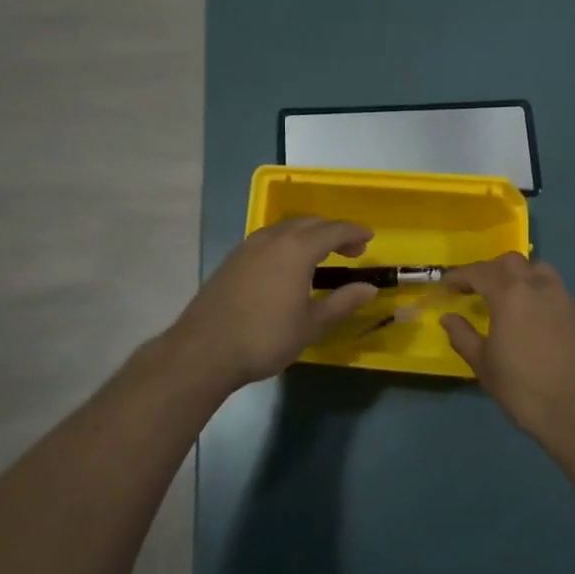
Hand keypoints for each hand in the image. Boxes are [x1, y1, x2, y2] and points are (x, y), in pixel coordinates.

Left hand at [167, 218, 380, 390]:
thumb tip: (369, 288)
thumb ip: (342, 302)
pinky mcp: (233, 259)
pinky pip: (269, 239)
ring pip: (286, 228)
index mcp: (297, 249)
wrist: (204, 350)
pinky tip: (288, 265)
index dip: (354, 232)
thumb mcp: (311, 324)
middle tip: (351, 250)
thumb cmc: (265, 337)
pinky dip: (288, 243)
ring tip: (322, 255)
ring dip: (309, 235)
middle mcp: (273, 238)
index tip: (370, 237)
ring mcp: (248, 246)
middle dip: (333, 232)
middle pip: (310, 223)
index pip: (333, 230)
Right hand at [441, 254, 574, 446]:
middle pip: (511, 262)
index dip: (459, 275)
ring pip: (538, 269)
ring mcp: (565, 299)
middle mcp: (539, 287)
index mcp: (510, 295)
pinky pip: (555, 290)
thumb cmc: (525, 391)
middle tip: (475, 288)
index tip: (446, 284)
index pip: (479, 272)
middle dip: (489, 269)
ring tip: (507, 295)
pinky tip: (533, 317)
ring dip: (518, 275)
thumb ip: (463, 336)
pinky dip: (538, 293)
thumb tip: (448, 318)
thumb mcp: (484, 366)